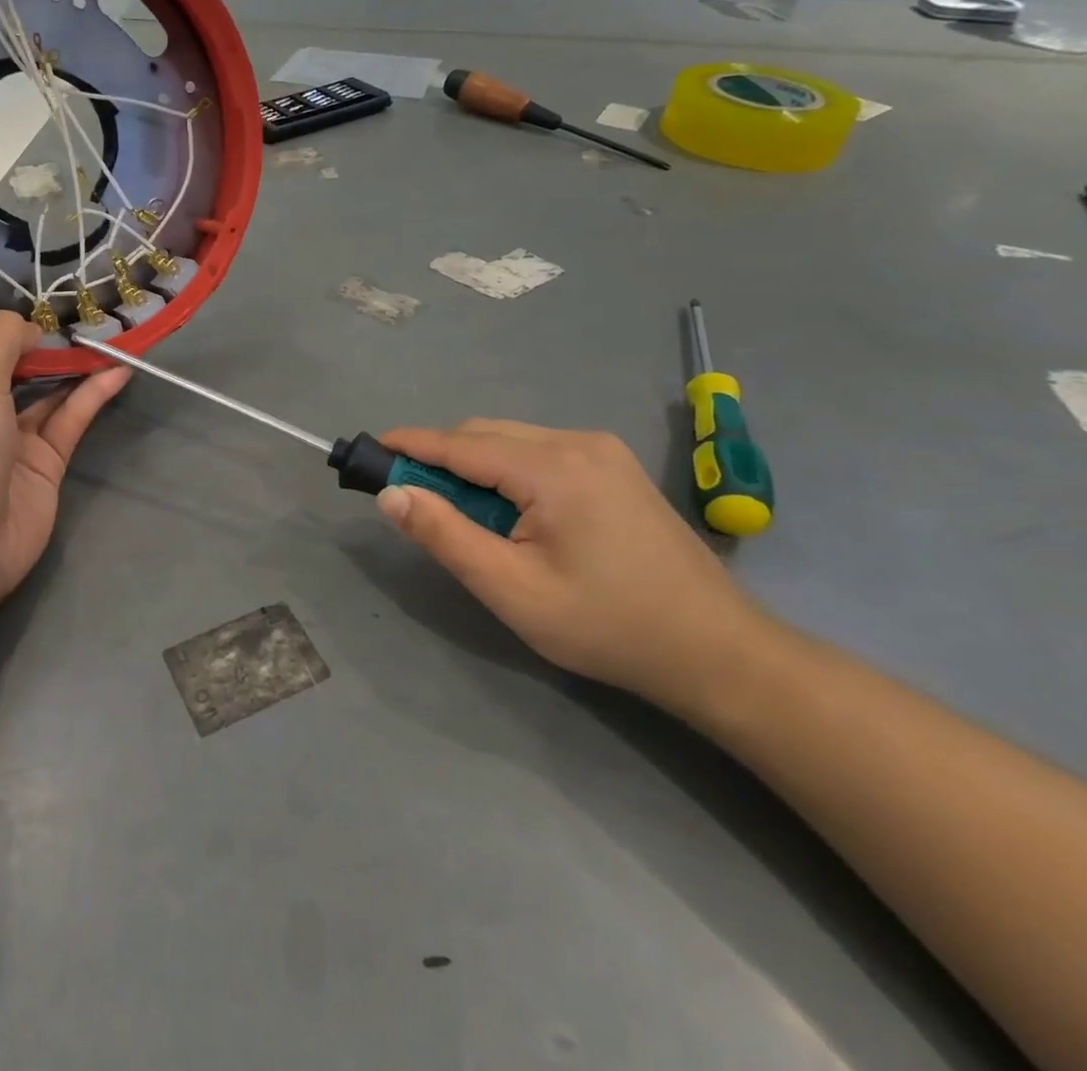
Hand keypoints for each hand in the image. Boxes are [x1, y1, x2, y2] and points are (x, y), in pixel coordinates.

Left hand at [0, 311, 129, 603]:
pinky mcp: (45, 463)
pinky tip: (116, 371)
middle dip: (30, 344)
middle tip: (66, 312)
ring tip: (102, 334)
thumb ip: (0, 342)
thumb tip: (32, 327)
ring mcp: (11, 440)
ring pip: (43, 393)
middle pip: (2, 370)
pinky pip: (69, 420)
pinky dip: (91, 395)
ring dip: (68, 367)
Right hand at [376, 420, 767, 713]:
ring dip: (473, 465)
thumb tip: (391, 494)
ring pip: (511, 441)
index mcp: (552, 467)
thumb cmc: (606, 626)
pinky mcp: (614, 467)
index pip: (460, 443)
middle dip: (440, 458)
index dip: (410, 445)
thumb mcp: (512, 589)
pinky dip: (505, 470)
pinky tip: (507, 511)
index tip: (370, 451)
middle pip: (484, 435)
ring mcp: (602, 451)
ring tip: (457, 513)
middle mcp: (577, 442)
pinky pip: (539, 452)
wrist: (717, 651)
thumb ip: (445, 536)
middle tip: (409, 499)